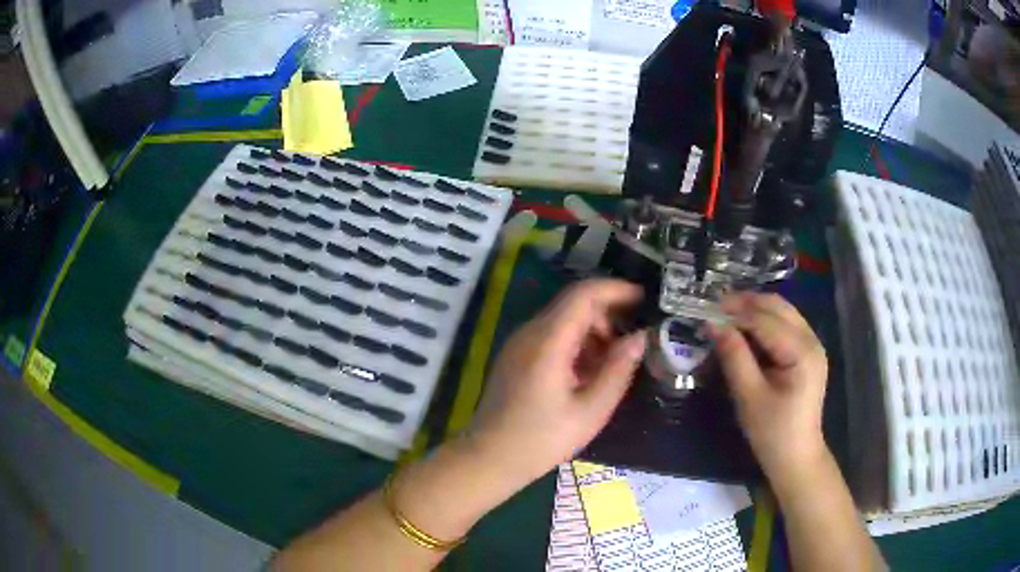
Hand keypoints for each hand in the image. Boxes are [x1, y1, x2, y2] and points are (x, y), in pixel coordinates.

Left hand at [468, 279, 646, 485]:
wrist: (489, 459)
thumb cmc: (541, 440)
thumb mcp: (590, 411)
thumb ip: (618, 370)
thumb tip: (639, 338)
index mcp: (547, 342)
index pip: (583, 294)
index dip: (616, 290)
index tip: (644, 299)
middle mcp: (530, 333)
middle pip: (573, 304)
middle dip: (607, 315)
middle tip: (632, 341)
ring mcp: (519, 343)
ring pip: (562, 319)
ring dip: (592, 332)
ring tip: (613, 363)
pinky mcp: (515, 356)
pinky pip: (550, 336)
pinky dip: (575, 344)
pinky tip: (587, 373)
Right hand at [707, 292, 828, 481]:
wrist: (796, 457)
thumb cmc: (772, 432)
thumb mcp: (749, 396)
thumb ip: (734, 357)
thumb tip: (713, 324)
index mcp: (802, 352)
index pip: (765, 320)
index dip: (735, 312)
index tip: (705, 311)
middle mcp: (811, 340)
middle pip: (778, 306)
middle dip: (745, 303)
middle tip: (714, 308)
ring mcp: (812, 345)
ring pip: (782, 312)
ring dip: (754, 309)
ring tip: (725, 315)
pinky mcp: (807, 353)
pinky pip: (785, 325)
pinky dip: (763, 321)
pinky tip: (745, 329)